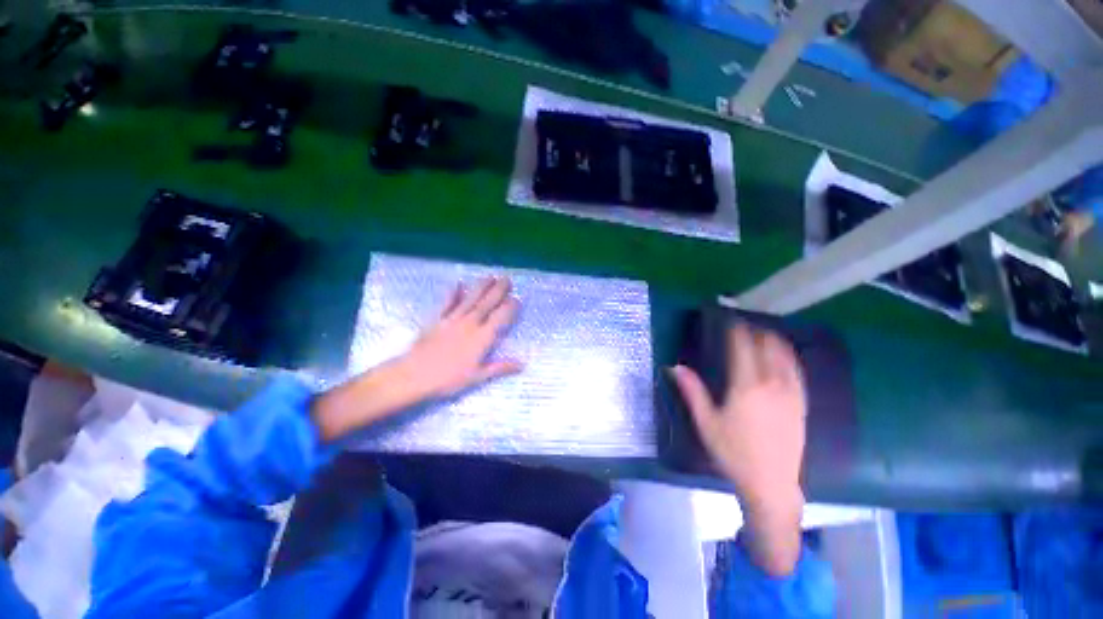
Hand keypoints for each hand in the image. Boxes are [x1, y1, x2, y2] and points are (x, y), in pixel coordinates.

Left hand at [312, 277, 522, 441]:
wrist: (414, 375)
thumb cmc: (448, 379)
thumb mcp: (477, 376)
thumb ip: (500, 367)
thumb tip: (522, 364)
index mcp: (481, 338)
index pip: (499, 318)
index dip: (509, 308)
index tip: (516, 298)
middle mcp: (470, 324)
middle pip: (486, 304)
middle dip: (498, 291)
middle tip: (507, 278)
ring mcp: (453, 319)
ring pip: (470, 299)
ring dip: (481, 287)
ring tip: (489, 276)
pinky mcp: (437, 319)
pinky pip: (447, 303)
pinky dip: (453, 293)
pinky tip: (458, 284)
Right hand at [671, 324, 805, 574]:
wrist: (771, 484)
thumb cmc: (733, 453)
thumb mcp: (706, 422)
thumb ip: (692, 390)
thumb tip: (674, 366)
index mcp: (746, 386)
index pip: (743, 346)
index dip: (736, 329)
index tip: (728, 318)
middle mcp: (772, 383)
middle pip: (766, 345)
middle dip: (754, 330)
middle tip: (742, 324)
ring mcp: (791, 392)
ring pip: (785, 354)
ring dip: (773, 339)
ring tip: (760, 332)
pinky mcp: (801, 402)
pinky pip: (797, 369)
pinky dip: (788, 355)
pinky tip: (781, 354)